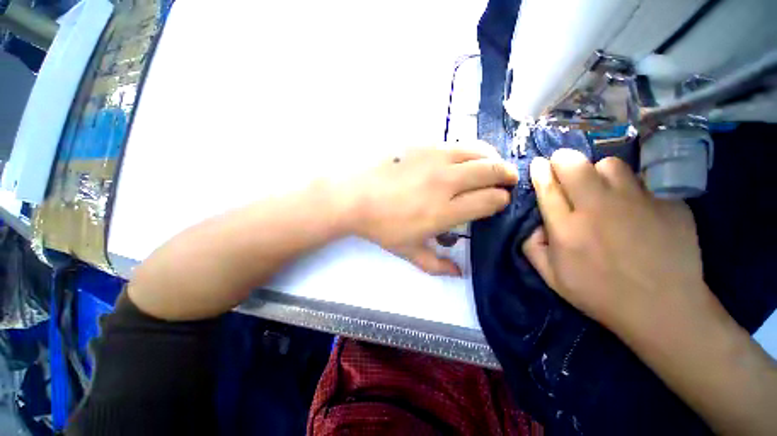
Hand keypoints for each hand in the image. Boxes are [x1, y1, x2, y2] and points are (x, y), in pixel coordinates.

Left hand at [352, 142, 517, 274]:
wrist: (355, 197)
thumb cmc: (381, 226)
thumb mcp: (409, 251)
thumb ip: (436, 264)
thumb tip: (459, 273)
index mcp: (444, 211)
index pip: (489, 200)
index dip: (501, 200)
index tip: (500, 201)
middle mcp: (445, 181)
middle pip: (491, 171)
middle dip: (506, 175)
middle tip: (508, 180)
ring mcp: (434, 158)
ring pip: (478, 151)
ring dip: (492, 159)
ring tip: (491, 166)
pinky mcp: (422, 144)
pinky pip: (456, 143)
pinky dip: (469, 150)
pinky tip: (463, 158)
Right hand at [522, 149, 706, 336]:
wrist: (664, 309)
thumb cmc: (600, 294)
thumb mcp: (552, 278)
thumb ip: (532, 247)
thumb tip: (535, 224)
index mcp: (567, 230)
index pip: (547, 187)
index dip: (540, 171)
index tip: (538, 164)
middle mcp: (598, 210)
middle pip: (574, 165)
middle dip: (563, 161)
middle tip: (563, 169)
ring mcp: (638, 203)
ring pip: (609, 165)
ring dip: (598, 172)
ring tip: (602, 189)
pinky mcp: (668, 203)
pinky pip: (643, 180)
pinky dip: (631, 187)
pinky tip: (635, 206)